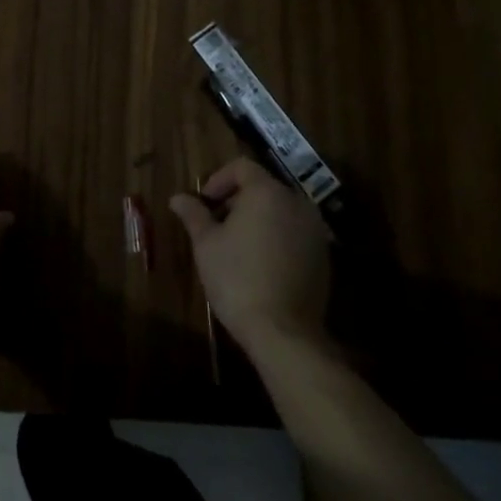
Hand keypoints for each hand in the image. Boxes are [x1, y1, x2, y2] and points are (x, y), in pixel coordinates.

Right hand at [171, 158, 331, 353]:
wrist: (283, 332)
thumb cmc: (237, 278)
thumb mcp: (206, 244)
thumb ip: (193, 214)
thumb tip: (177, 198)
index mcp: (267, 192)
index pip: (241, 167)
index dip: (218, 180)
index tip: (205, 204)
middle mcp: (296, 202)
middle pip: (262, 187)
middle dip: (237, 200)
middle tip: (216, 224)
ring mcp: (314, 229)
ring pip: (280, 210)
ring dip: (258, 218)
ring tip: (237, 245)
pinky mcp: (323, 255)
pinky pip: (294, 232)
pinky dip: (277, 236)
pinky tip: (261, 263)